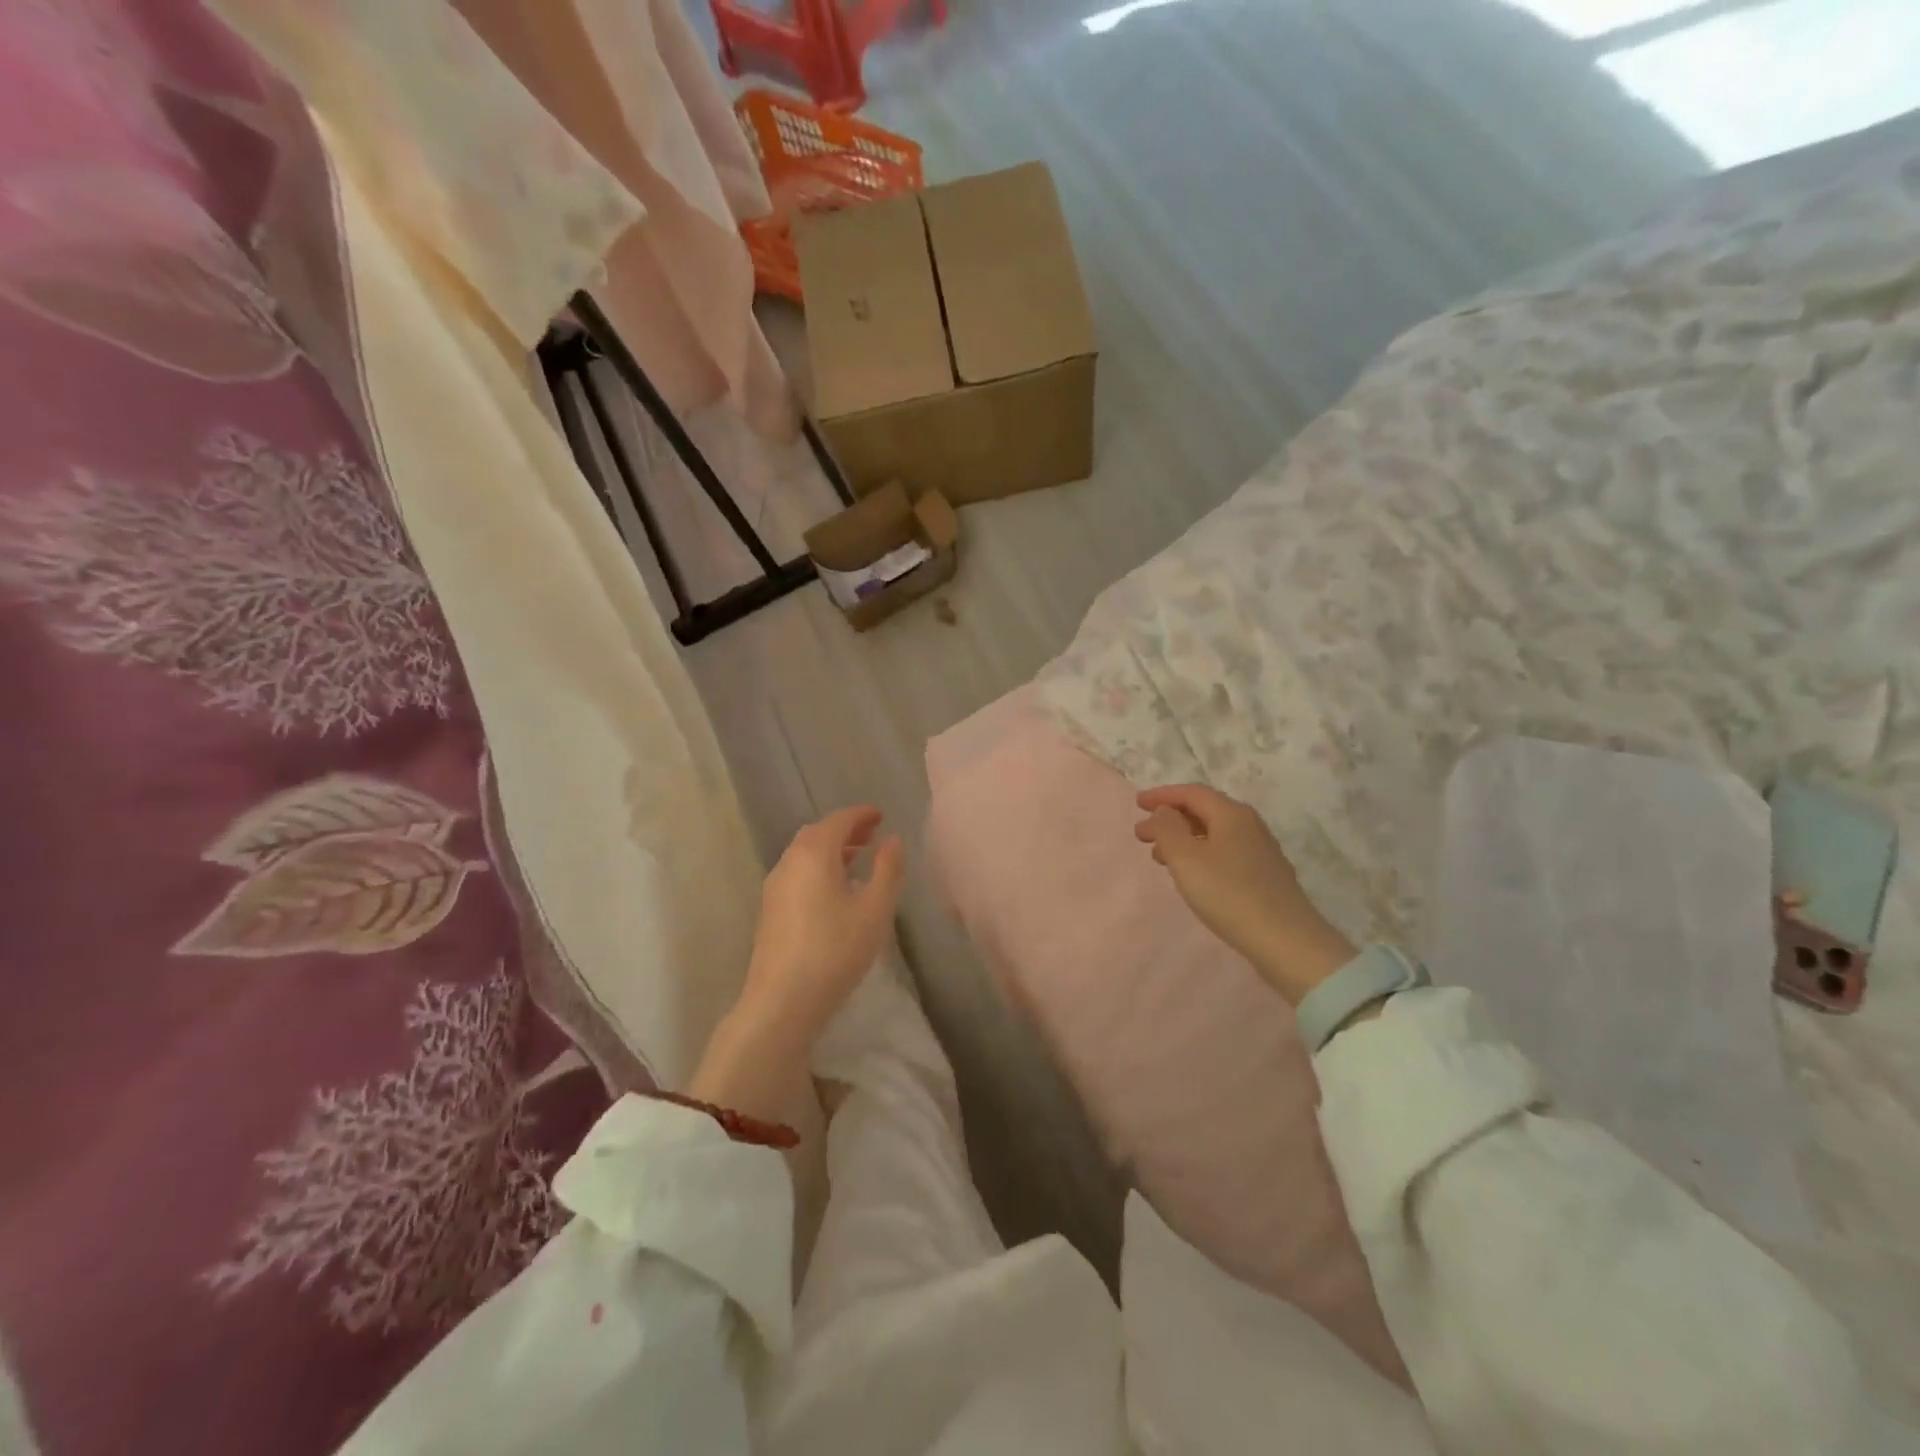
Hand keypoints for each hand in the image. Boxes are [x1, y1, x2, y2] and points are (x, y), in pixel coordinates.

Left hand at [740, 805, 904, 1042]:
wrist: (782, 1001)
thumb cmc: (835, 950)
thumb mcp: (875, 910)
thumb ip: (888, 870)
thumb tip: (893, 840)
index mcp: (814, 854)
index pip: (838, 821)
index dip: (861, 815)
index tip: (880, 816)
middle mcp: (789, 862)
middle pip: (817, 834)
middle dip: (845, 830)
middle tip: (871, 835)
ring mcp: (774, 887)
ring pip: (804, 854)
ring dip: (831, 850)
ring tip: (857, 860)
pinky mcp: (769, 911)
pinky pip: (797, 874)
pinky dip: (818, 868)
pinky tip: (834, 891)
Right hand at [1135, 784, 1355, 1005]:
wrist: (1285, 941)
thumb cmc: (1228, 894)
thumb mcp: (1186, 858)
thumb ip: (1167, 828)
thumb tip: (1163, 811)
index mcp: (1231, 814)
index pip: (1191, 793)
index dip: (1162, 795)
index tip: (1137, 804)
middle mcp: (1249, 825)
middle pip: (1204, 810)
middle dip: (1170, 819)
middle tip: (1142, 835)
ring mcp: (1260, 850)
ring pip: (1213, 833)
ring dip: (1183, 839)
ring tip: (1160, 858)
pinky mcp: (1265, 875)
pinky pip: (1224, 852)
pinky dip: (1200, 854)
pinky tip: (1192, 875)